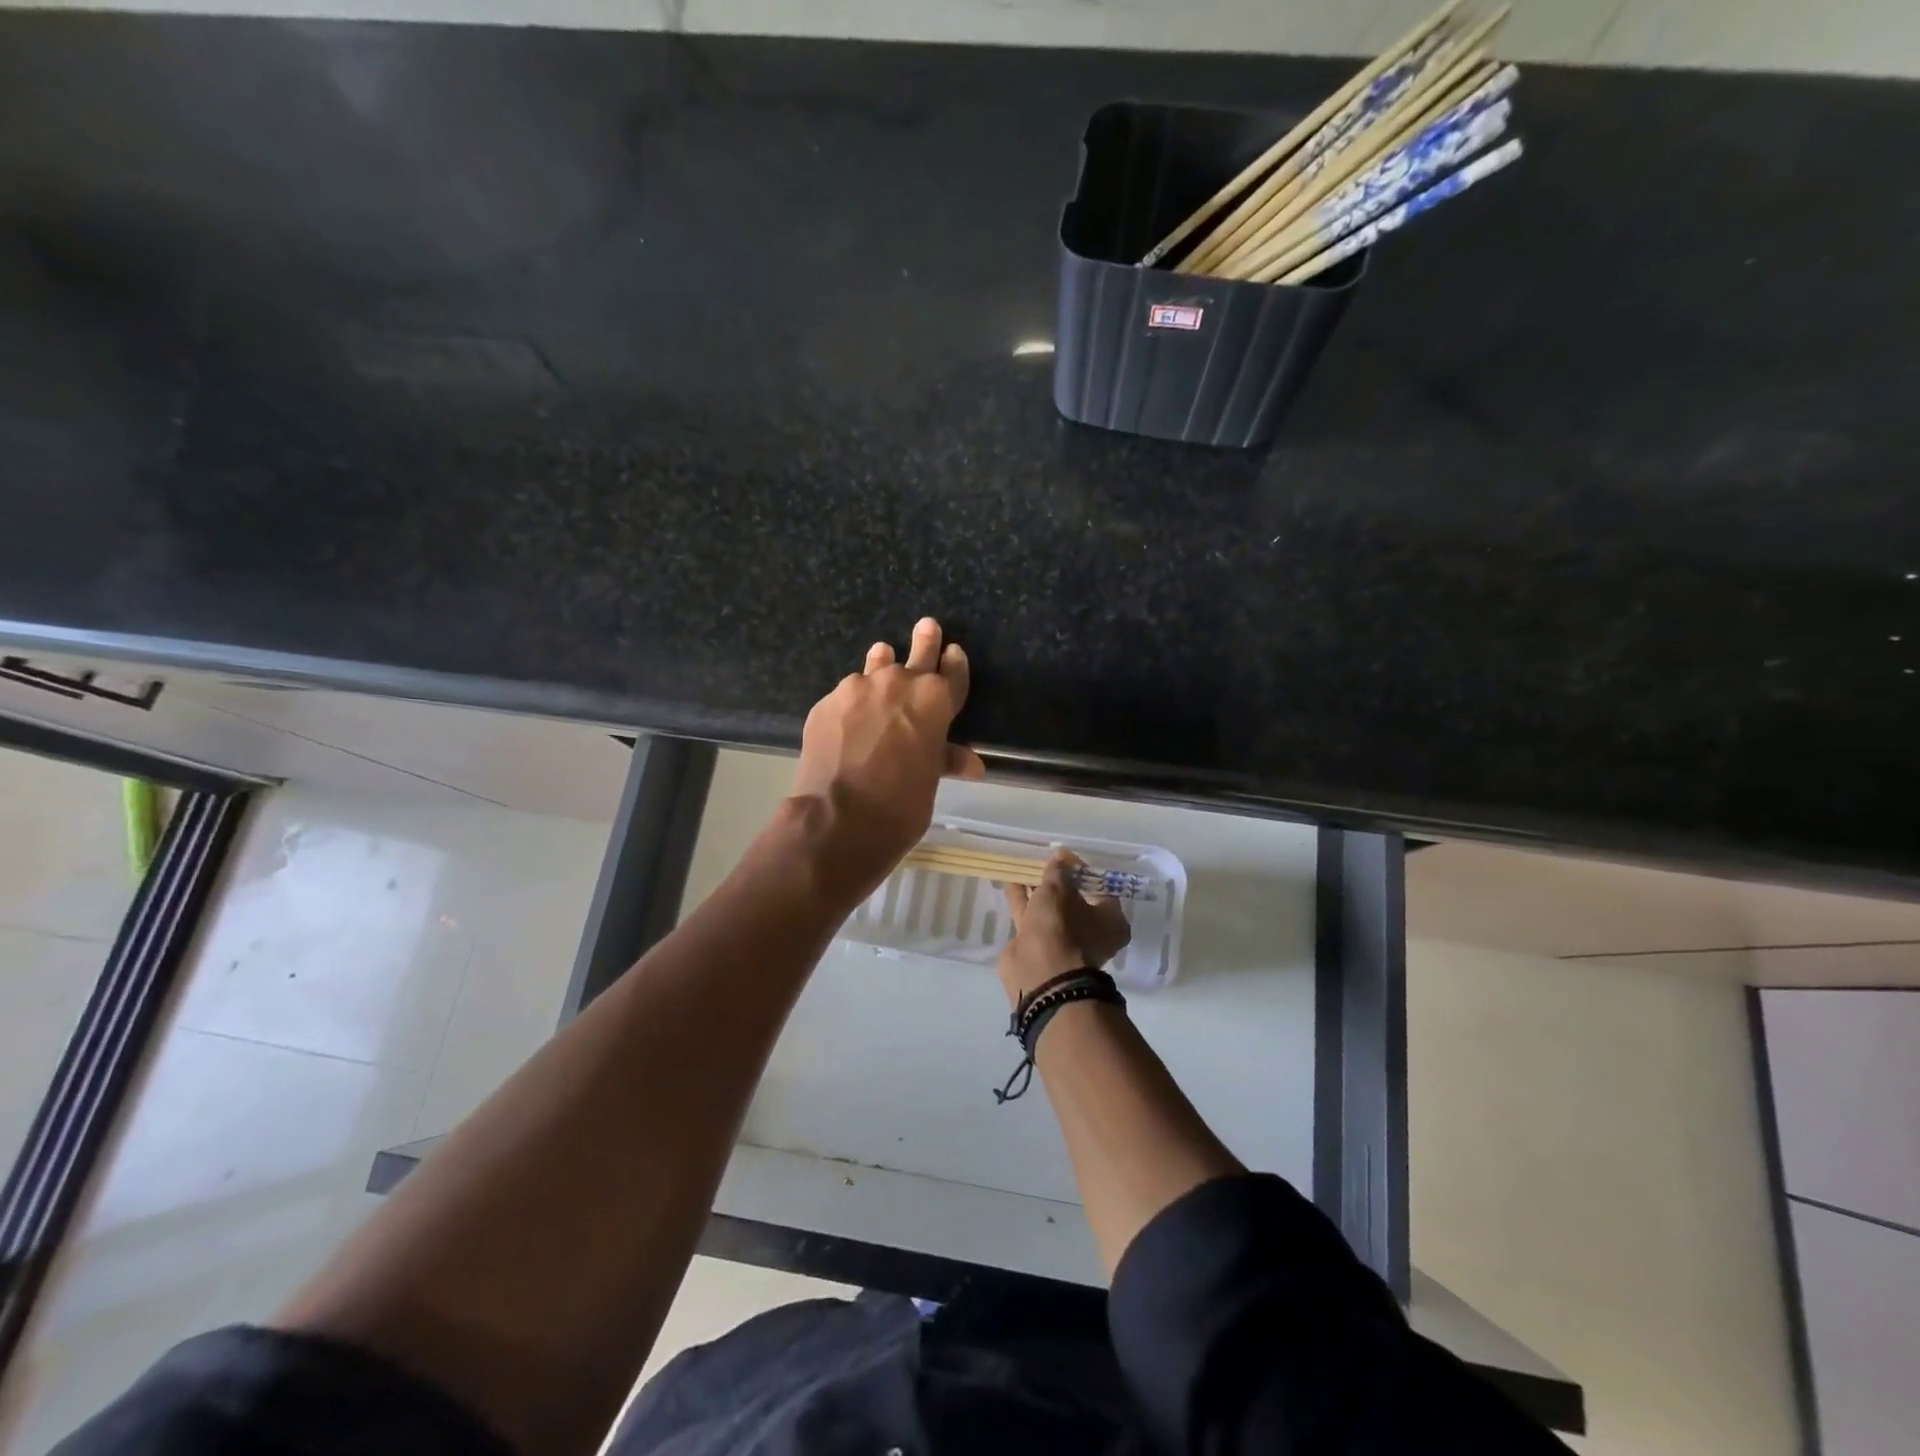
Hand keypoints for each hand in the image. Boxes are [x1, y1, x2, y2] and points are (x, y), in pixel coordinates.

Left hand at [788, 617, 985, 902]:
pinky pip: (846, 695)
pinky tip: (849, 717)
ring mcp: (857, 689)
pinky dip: (852, 702)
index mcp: (934, 700)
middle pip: (917, 653)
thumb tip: (973, 764)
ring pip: (874, 666)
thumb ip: (945, 759)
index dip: (955, 663)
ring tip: (881, 657)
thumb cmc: (900, 805)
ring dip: (881, 664)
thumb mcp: (930, 781)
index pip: (952, 672)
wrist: (838, 818)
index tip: (954, 652)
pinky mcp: (826, 703)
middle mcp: (897, 683)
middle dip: (925, 640)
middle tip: (927, 626)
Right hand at [998, 850, 1131, 1004]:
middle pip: (1073, 899)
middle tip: (1044, 861)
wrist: (1039, 974)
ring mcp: (1063, 942)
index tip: (1063, 856)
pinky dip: (1023, 901)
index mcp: (1110, 920)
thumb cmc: (1061, 928)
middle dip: (1058, 881)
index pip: (1099, 886)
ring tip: (1024, 867)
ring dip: (1037, 889)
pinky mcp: (1038, 947)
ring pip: (1049, 909)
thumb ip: (1058, 872)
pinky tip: (1012, 883)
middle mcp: (1090, 932)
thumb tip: (1059, 858)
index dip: (1081, 869)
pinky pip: (1031, 917)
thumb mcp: (1059, 890)